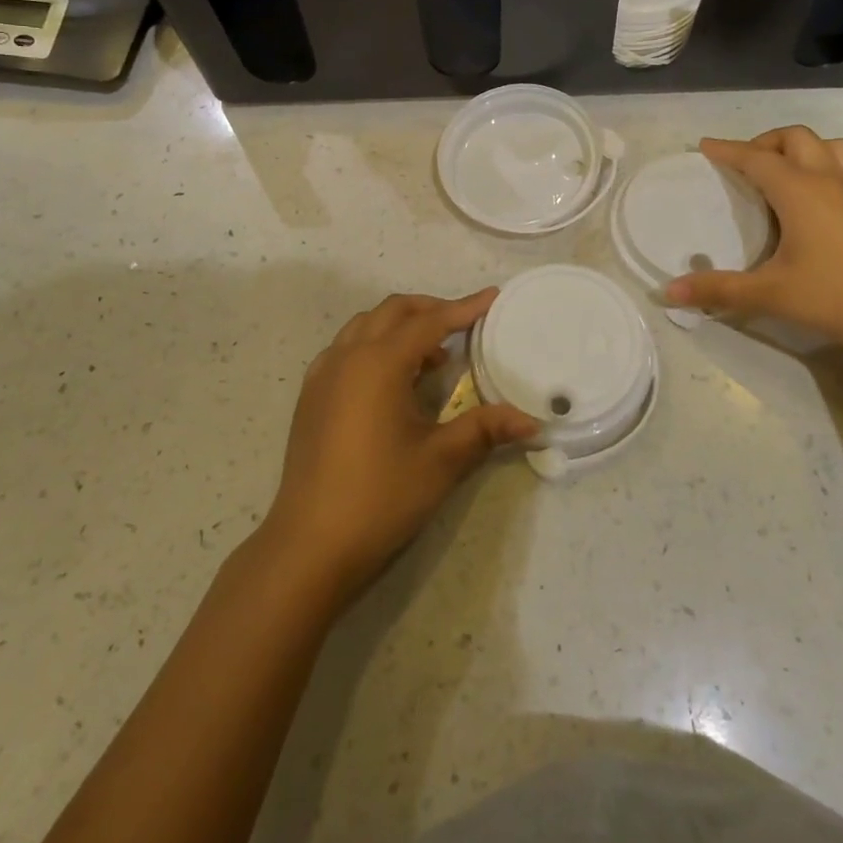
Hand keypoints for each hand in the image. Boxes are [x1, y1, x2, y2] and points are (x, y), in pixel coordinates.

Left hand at [263, 289, 539, 603]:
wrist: (310, 545)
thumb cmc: (380, 497)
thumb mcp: (441, 461)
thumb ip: (485, 429)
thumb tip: (532, 421)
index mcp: (379, 363)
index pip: (430, 322)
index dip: (464, 308)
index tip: (492, 297)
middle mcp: (347, 356)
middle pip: (393, 312)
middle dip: (430, 310)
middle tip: (463, 326)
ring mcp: (323, 375)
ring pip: (365, 327)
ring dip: (400, 327)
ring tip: (430, 356)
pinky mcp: (310, 396)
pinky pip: (345, 349)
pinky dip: (373, 345)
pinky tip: (390, 379)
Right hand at [666, 129, 842, 359]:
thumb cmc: (836, 296)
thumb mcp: (770, 294)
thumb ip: (718, 290)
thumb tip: (669, 292)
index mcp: (799, 191)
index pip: (755, 159)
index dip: (728, 150)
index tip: (704, 146)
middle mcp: (828, 182)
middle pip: (796, 139)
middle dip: (766, 143)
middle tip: (744, 165)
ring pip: (833, 148)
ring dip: (805, 149)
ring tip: (785, 172)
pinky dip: (835, 172)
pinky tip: (826, 197)